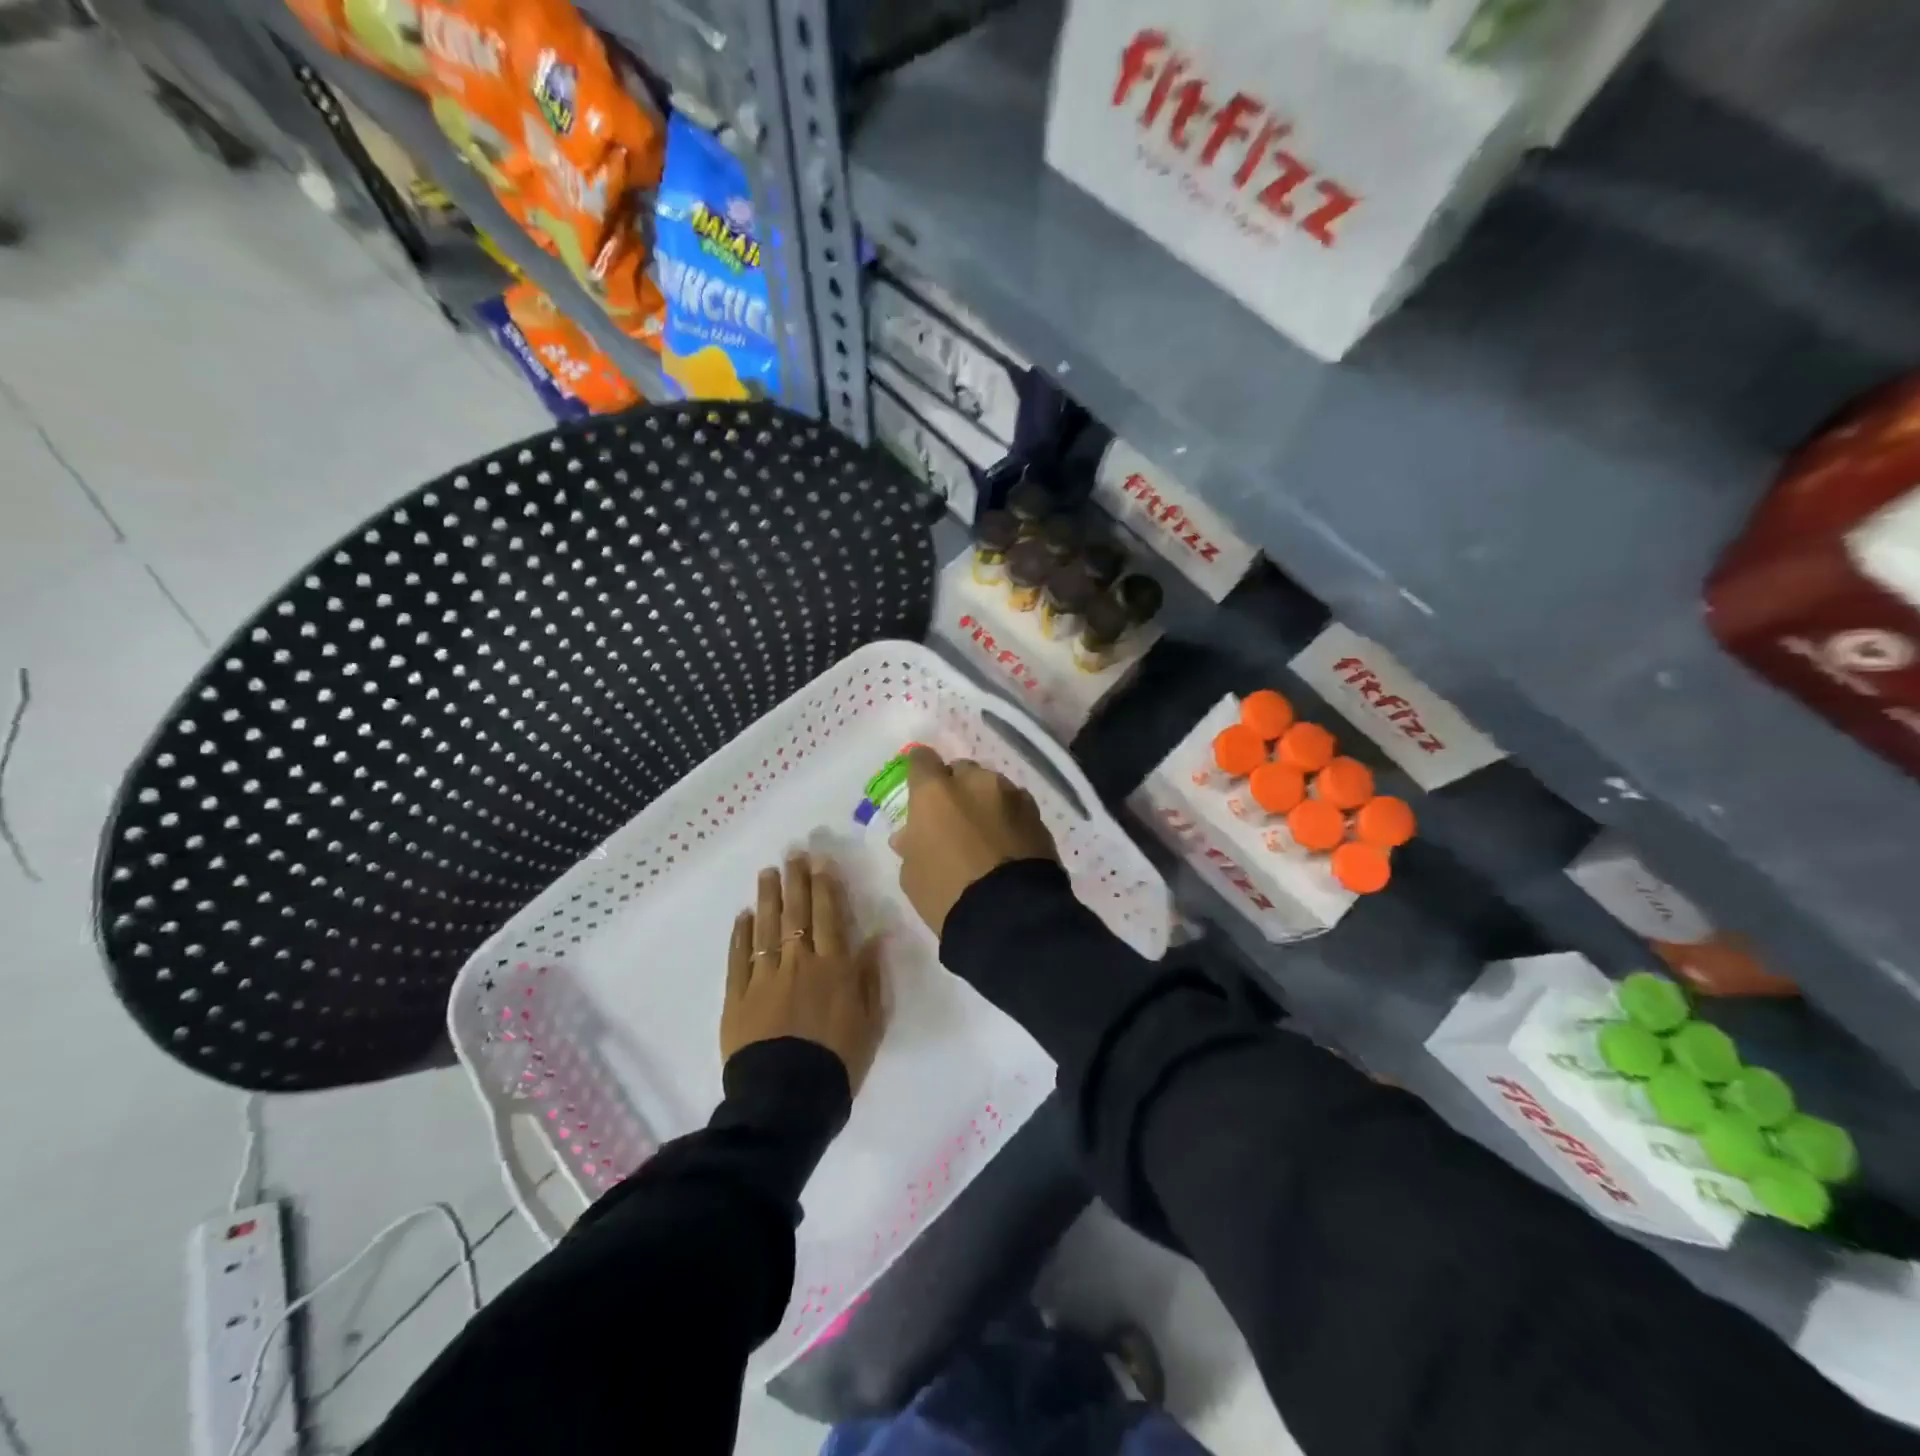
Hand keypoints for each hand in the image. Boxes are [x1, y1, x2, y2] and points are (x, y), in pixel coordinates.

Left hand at [722, 853, 886, 1091]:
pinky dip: (742, 934)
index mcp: (835, 967)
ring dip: (768, 897)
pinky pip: (740, 958)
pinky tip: (744, 915)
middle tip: (792, 853)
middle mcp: (800, 963)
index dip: (826, 886)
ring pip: (767, 928)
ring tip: (767, 872)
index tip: (821, 861)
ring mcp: (765, 977)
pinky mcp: (738, 997)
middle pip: (797, 913)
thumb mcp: (871, 1021)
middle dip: (796, 880)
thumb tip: (878, 935)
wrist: (789, 1101)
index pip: (830, 916)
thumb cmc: (839, 1062)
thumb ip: (872, 975)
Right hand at [894, 746, 1058, 938]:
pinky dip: (1009, 818)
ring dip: (986, 802)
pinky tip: (1007, 844)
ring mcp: (1012, 795)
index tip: (919, 789)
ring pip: (993, 787)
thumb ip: (912, 844)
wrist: (1010, 916)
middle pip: (962, 770)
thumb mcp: (913, 874)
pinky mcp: (1038, 816)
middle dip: (956, 788)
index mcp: (936, 792)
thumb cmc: (947, 894)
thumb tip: (912, 834)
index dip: (920, 772)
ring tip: (985, 833)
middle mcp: (975, 782)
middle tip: (953, 818)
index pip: (921, 759)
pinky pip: (1016, 807)